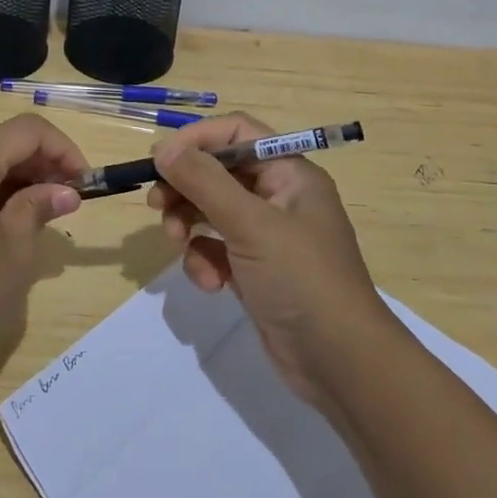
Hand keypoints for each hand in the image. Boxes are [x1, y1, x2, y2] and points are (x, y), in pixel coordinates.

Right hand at [149, 113, 386, 404]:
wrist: (340, 364)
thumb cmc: (301, 279)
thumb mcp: (250, 224)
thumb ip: (204, 182)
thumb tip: (163, 149)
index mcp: (289, 174)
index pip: (238, 133)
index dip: (198, 139)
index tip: (161, 158)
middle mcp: (279, 197)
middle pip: (219, 172)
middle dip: (186, 187)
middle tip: (157, 205)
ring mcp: (267, 236)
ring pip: (212, 211)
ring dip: (188, 224)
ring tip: (177, 242)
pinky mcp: (255, 270)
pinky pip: (216, 249)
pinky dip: (204, 261)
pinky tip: (210, 283)